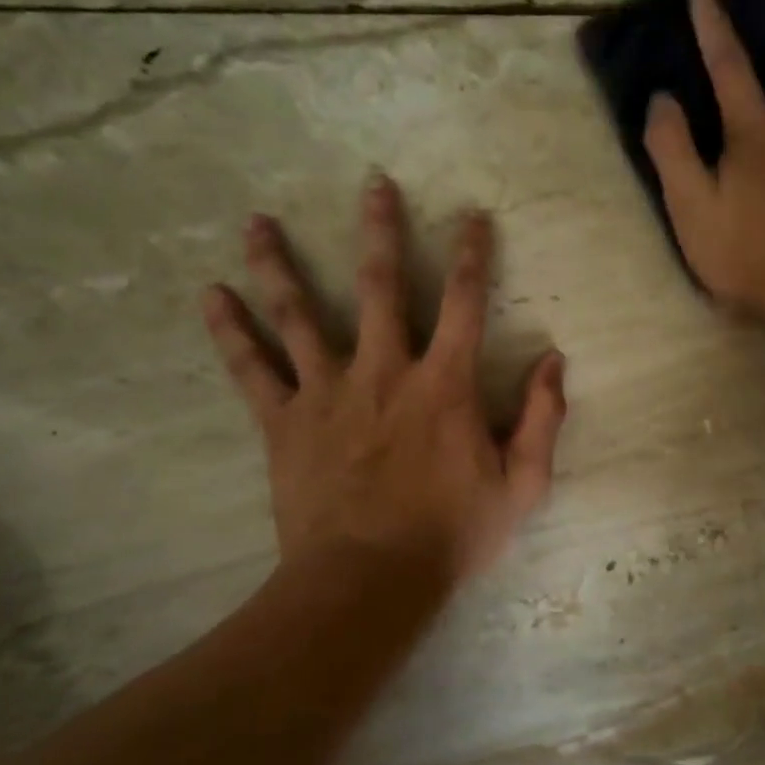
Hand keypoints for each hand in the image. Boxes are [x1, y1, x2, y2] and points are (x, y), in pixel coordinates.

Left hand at [201, 176, 567, 584]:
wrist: (369, 580)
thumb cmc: (451, 535)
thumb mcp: (521, 485)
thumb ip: (542, 419)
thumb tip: (555, 361)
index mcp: (444, 384)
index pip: (464, 303)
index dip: (472, 255)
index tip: (472, 216)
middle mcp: (383, 371)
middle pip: (379, 285)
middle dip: (380, 231)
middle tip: (373, 183)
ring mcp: (327, 393)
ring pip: (299, 314)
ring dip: (279, 264)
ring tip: (257, 221)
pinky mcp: (284, 422)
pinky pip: (252, 370)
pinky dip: (230, 332)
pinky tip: (210, 297)